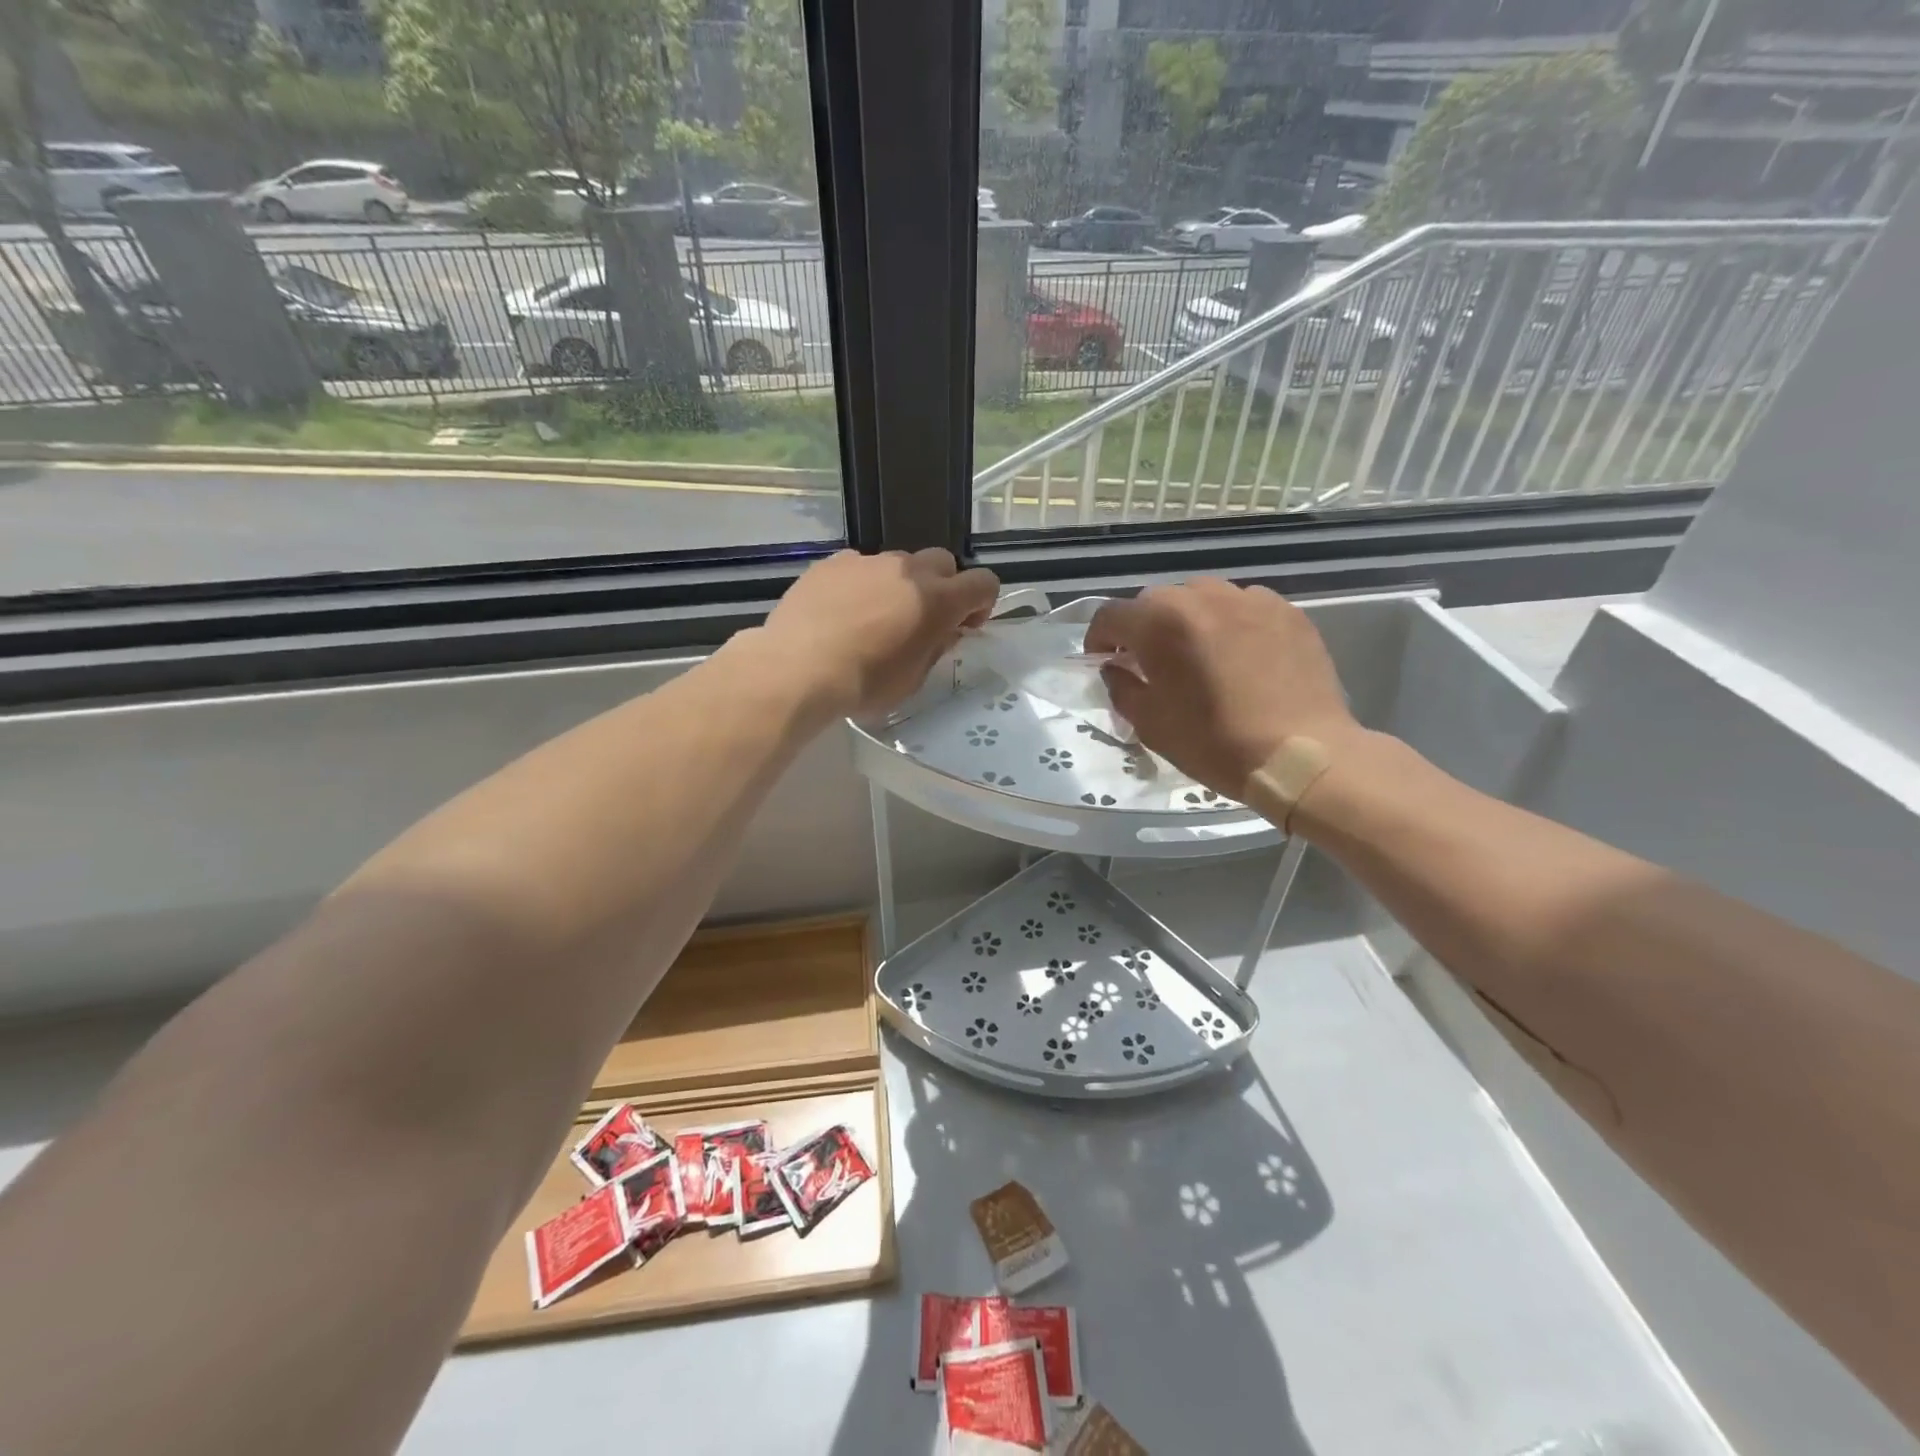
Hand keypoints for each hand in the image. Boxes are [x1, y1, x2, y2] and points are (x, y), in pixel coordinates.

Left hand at [757, 549, 999, 717]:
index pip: (983, 583)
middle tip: (923, 619)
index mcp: (936, 600)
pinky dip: (862, 584)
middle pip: (943, 562)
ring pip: (899, 563)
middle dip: (943, 587)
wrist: (798, 669)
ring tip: (875, 617)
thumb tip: (943, 631)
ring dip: (900, 585)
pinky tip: (843, 612)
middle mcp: (907, 570)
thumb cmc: (864, 684)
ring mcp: (867, 561)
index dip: (981, 603)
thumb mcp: (912, 679)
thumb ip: (935, 648)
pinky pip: (860, 566)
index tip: (964, 626)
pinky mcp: (832, 563)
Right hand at [1085, 579, 1360, 796]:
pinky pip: (1242, 607)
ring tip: (1198, 656)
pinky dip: (1229, 624)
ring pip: (1201, 598)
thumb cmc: (1215, 742)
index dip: (1099, 639)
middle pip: (1155, 602)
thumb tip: (1116, 668)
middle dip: (1144, 629)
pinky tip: (1239, 657)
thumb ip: (1121, 686)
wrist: (1301, 754)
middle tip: (1151, 664)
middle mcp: (1201, 597)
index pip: (1110, 616)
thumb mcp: (1150, 723)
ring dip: (1187, 622)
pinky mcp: (1286, 610)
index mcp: (1160, 622)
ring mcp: (1248, 598)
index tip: (1105, 662)